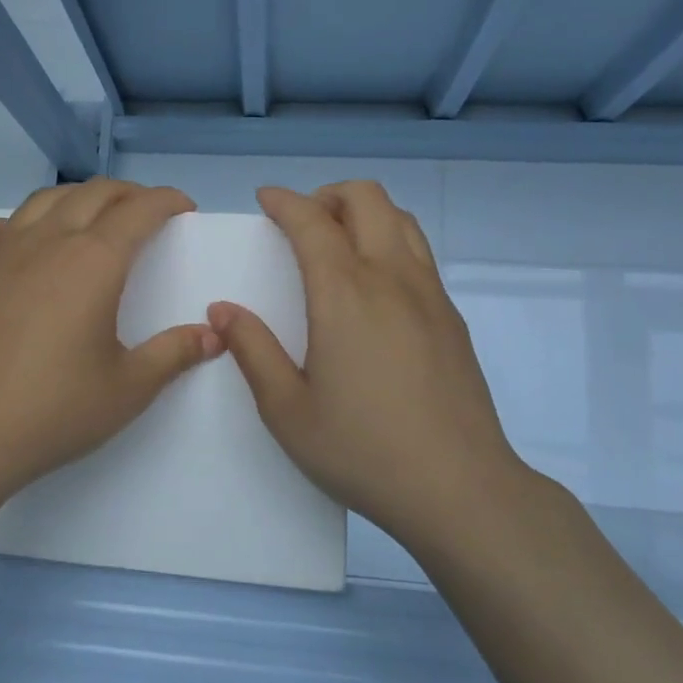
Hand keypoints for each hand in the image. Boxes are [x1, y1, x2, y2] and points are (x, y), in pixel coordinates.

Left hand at [0, 179, 222, 507]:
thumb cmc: (56, 410)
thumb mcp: (129, 388)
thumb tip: (212, 335)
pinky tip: (14, 241)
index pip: (138, 211)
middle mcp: (46, 242)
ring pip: (41, 202)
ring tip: (91, 217)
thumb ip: (174, 354)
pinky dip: (5, 226)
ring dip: (75, 199)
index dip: (166, 201)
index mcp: (93, 261)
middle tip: (146, 212)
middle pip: (92, 195)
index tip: (184, 208)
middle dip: (127, 194)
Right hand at [207, 182, 543, 553]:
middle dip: (328, 194)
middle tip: (302, 221)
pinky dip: (390, 241)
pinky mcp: (452, 317)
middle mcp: (392, 278)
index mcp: (345, 294)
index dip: (284, 201)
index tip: (265, 199)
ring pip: (401, 219)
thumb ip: (252, 351)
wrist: (459, 488)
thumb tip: (223, 310)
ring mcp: (430, 295)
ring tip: (339, 243)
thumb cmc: (362, 450)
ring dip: (365, 213)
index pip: (312, 221)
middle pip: (367, 199)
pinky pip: (420, 253)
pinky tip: (374, 288)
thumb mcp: (286, 410)